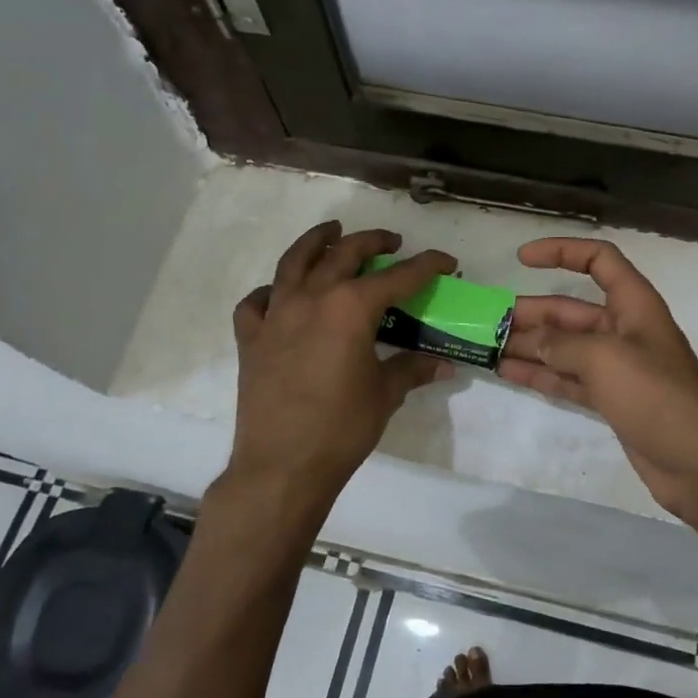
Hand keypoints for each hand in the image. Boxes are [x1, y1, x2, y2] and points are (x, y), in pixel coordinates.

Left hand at [224, 222, 454, 528]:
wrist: (283, 466)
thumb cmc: (342, 428)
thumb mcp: (386, 394)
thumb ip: (412, 369)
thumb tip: (443, 363)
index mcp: (350, 307)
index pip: (398, 277)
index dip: (427, 266)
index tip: (446, 261)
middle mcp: (312, 298)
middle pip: (345, 254)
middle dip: (373, 241)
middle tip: (392, 241)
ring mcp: (276, 315)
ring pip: (294, 262)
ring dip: (316, 241)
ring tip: (331, 231)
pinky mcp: (251, 338)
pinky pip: (257, 302)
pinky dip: (271, 292)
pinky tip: (281, 294)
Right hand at [500, 238, 697, 517]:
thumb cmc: (656, 396)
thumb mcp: (606, 358)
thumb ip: (564, 345)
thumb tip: (534, 342)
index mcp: (634, 304)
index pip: (599, 260)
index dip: (562, 251)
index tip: (521, 258)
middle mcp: (624, 330)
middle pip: (571, 310)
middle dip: (532, 313)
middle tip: (489, 322)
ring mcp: (617, 367)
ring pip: (565, 347)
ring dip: (530, 345)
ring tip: (489, 347)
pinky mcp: (611, 399)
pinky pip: (568, 379)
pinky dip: (541, 375)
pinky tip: (509, 372)